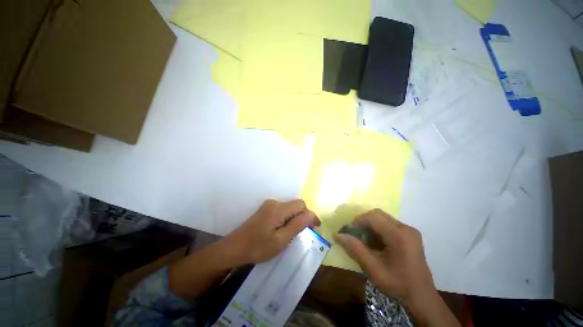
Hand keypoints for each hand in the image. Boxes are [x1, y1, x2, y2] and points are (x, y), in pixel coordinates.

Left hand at [221, 199, 319, 264]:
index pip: (301, 205)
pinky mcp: (265, 210)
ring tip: (295, 232)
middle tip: (306, 232)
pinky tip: (285, 229)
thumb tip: (311, 215)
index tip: (315, 228)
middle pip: (295, 205)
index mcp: (278, 209)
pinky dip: (288, 218)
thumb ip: (297, 225)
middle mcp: (274, 203)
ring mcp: (268, 205)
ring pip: (289, 208)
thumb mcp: (280, 240)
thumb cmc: (258, 247)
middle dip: (303, 216)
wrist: (234, 248)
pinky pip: (282, 210)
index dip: (310, 215)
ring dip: (295, 218)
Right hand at [334, 209, 434, 304]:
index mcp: (399, 236)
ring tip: (366, 240)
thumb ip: (355, 249)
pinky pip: (388, 223)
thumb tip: (337, 235)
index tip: (349, 232)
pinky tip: (376, 243)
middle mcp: (406, 228)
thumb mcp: (373, 269)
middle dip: (364, 222)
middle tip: (356, 235)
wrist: (421, 297)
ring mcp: (409, 230)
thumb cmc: (398, 285)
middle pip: (378, 214)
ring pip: (382, 218)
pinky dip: (378, 229)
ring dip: (370, 225)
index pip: (373, 217)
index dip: (358, 221)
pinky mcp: (409, 234)